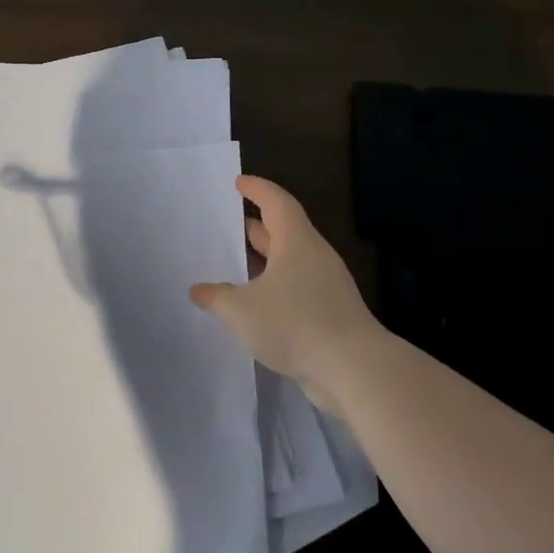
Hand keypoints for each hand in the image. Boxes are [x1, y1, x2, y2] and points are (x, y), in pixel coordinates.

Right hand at [189, 176, 382, 413]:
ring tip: (241, 265)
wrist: (354, 369)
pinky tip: (258, 305)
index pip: (277, 202)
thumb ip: (217, 297)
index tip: (239, 183)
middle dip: (260, 227)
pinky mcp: (332, 315)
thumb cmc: (295, 323)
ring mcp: (327, 287)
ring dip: (268, 261)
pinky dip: (277, 289)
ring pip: (293, 263)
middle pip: (287, 231)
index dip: (258, 190)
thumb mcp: (242, 309)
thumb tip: (198, 290)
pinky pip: (299, 290)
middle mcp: (315, 258)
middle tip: (234, 224)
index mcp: (297, 242)